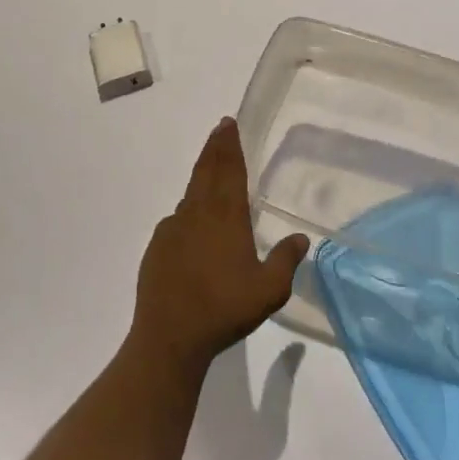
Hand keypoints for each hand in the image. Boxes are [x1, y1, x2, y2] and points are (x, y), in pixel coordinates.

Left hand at [130, 118, 309, 374]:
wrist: (169, 335)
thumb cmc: (224, 309)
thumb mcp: (268, 291)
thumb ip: (285, 261)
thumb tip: (300, 238)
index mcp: (226, 217)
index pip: (229, 170)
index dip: (230, 146)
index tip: (228, 124)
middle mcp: (197, 213)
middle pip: (207, 171)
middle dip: (215, 147)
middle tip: (220, 128)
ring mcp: (173, 227)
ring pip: (191, 191)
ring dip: (202, 174)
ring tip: (211, 167)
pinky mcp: (158, 246)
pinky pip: (178, 218)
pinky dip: (188, 209)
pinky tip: (193, 222)